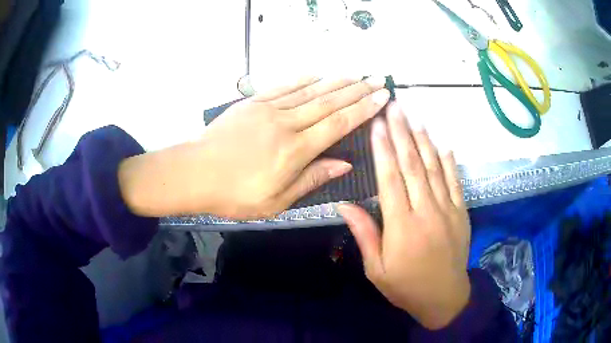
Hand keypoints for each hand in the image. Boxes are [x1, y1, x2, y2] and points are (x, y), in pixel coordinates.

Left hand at [119, 76, 389, 218]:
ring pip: (310, 91)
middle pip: (329, 102)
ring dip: (336, 81)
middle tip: (377, 79)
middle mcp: (286, 124)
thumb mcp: (276, 201)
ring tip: (356, 74)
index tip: (381, 97)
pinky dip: (304, 79)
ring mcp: (268, 109)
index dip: (363, 109)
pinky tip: (318, 73)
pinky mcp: (253, 103)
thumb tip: (343, 163)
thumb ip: (312, 179)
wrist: (194, 173)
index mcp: (295, 151)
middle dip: (357, 90)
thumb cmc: (234, 195)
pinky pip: (284, 87)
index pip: (338, 124)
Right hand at [338, 102, 470, 329]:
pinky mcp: (461, 212)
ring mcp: (447, 210)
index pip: (390, 179)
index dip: (382, 149)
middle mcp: (426, 211)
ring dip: (424, 140)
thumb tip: (344, 204)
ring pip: (435, 168)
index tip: (377, 125)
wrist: (444, 297)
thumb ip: (364, 234)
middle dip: (402, 133)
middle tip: (395, 107)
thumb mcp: (376, 269)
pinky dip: (449, 161)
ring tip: (414, 118)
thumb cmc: (406, 286)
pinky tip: (443, 144)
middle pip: (413, 165)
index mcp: (401, 226)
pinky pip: (455, 182)